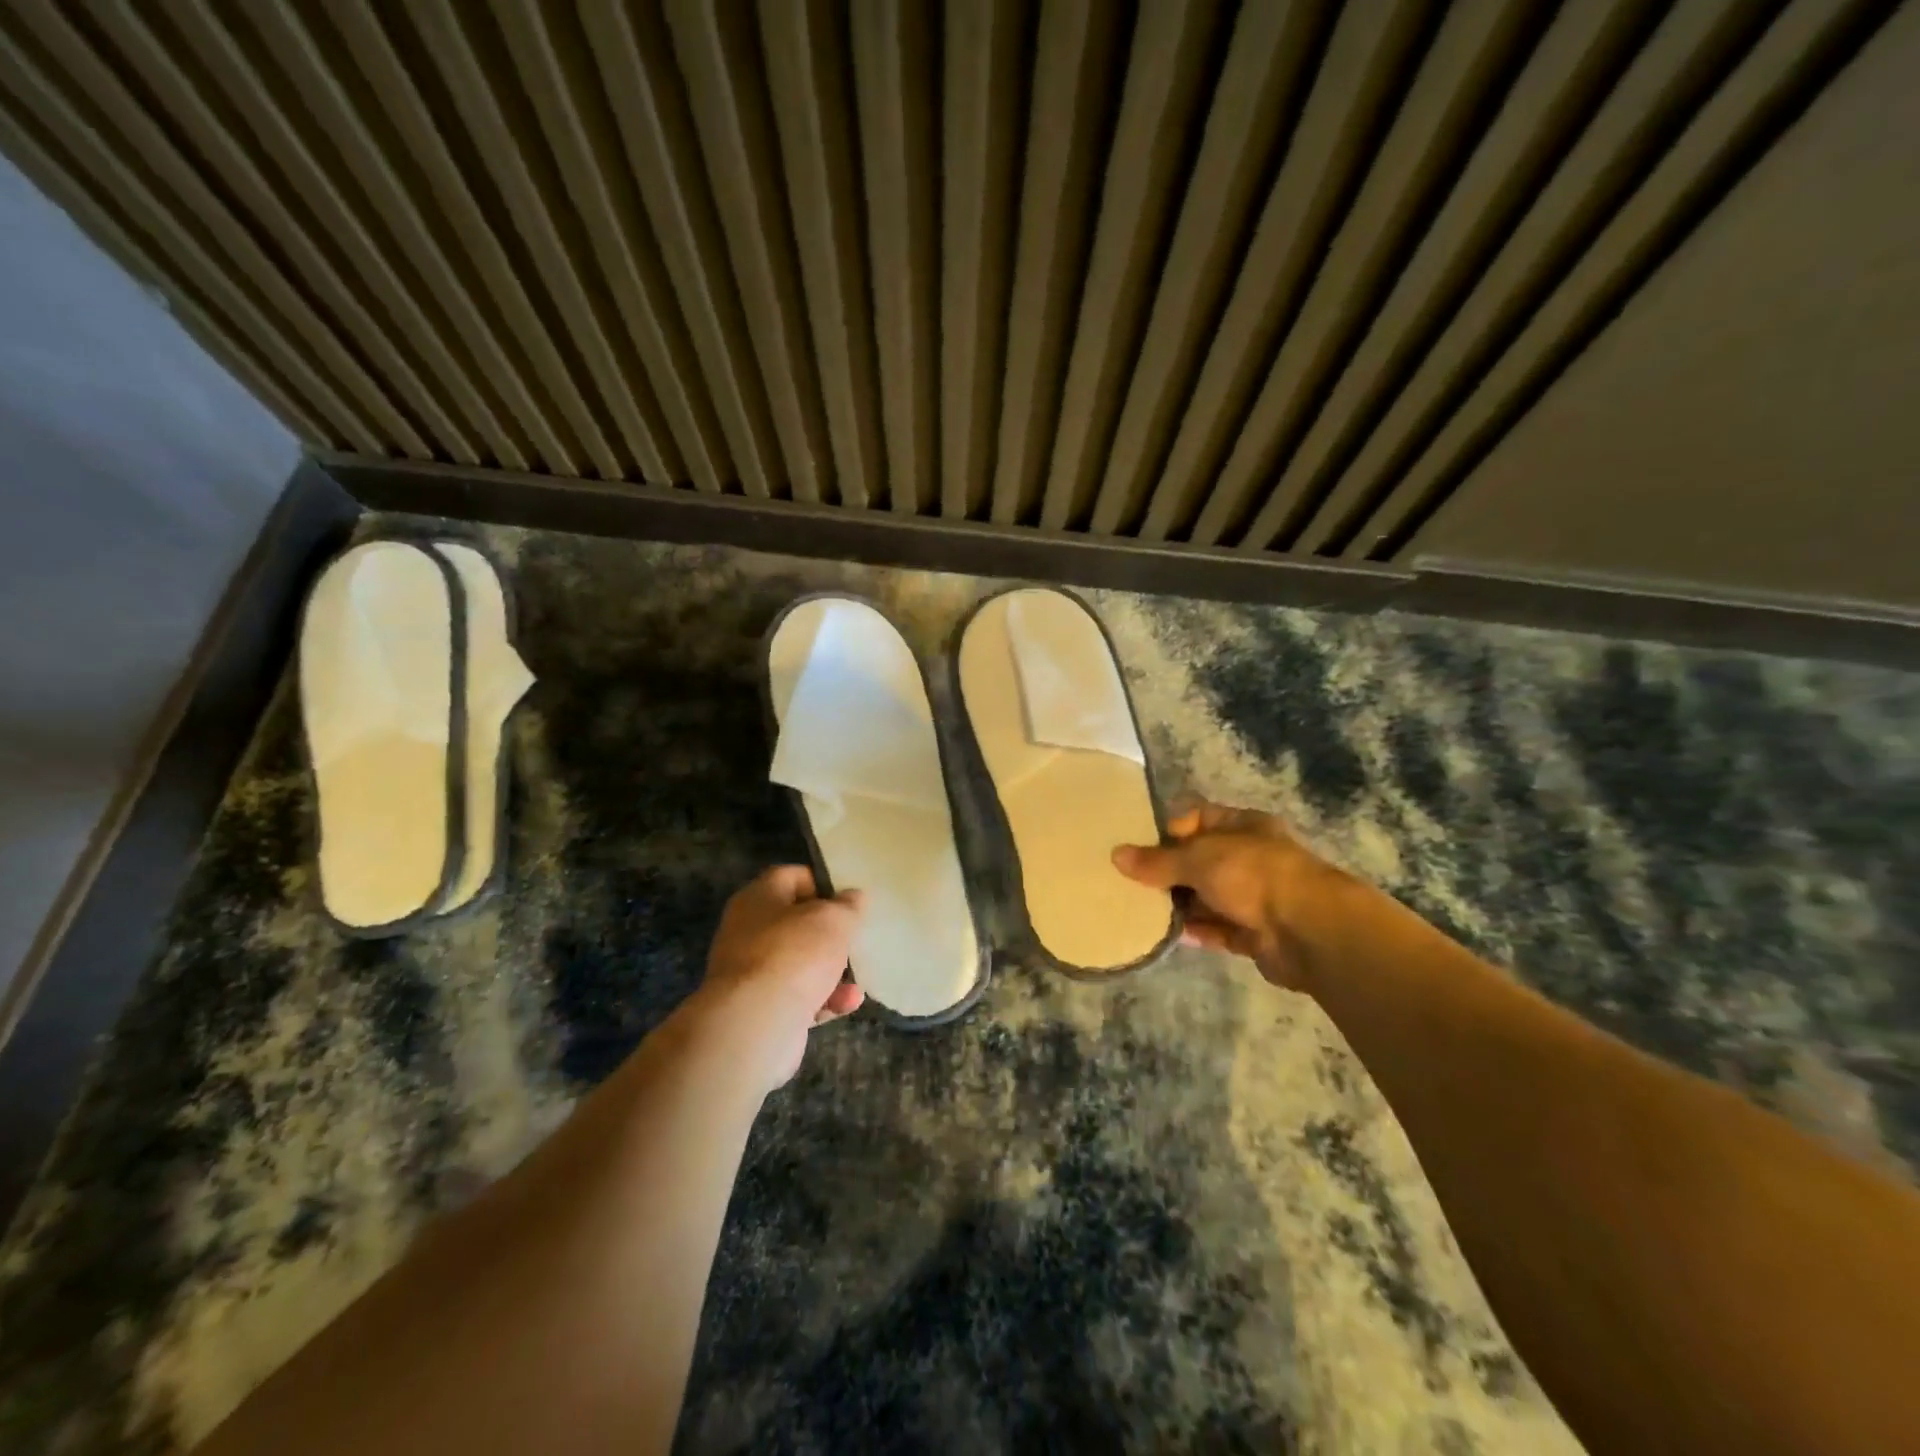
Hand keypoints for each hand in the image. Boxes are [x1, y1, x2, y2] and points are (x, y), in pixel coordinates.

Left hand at [694, 866, 864, 1092]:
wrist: (757, 1023)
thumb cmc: (795, 954)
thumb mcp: (833, 920)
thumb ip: (847, 906)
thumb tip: (853, 897)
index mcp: (758, 899)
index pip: (789, 876)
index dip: (820, 882)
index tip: (848, 896)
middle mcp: (748, 932)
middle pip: (795, 923)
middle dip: (828, 933)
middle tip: (856, 936)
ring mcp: (753, 973)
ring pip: (800, 963)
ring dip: (832, 970)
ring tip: (859, 976)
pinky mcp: (762, 1009)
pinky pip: (799, 997)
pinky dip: (824, 999)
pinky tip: (848, 1003)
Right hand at [1112, 803, 1347, 992]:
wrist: (1310, 931)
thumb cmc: (1253, 875)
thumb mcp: (1199, 858)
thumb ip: (1158, 860)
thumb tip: (1116, 855)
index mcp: (1243, 826)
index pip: (1199, 817)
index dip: (1170, 828)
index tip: (1140, 845)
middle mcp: (1250, 857)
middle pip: (1200, 859)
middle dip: (1169, 870)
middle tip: (1131, 881)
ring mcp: (1255, 896)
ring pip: (1207, 896)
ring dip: (1179, 903)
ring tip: (1140, 908)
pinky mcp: (1254, 933)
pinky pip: (1217, 928)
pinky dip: (1195, 930)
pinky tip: (1166, 933)